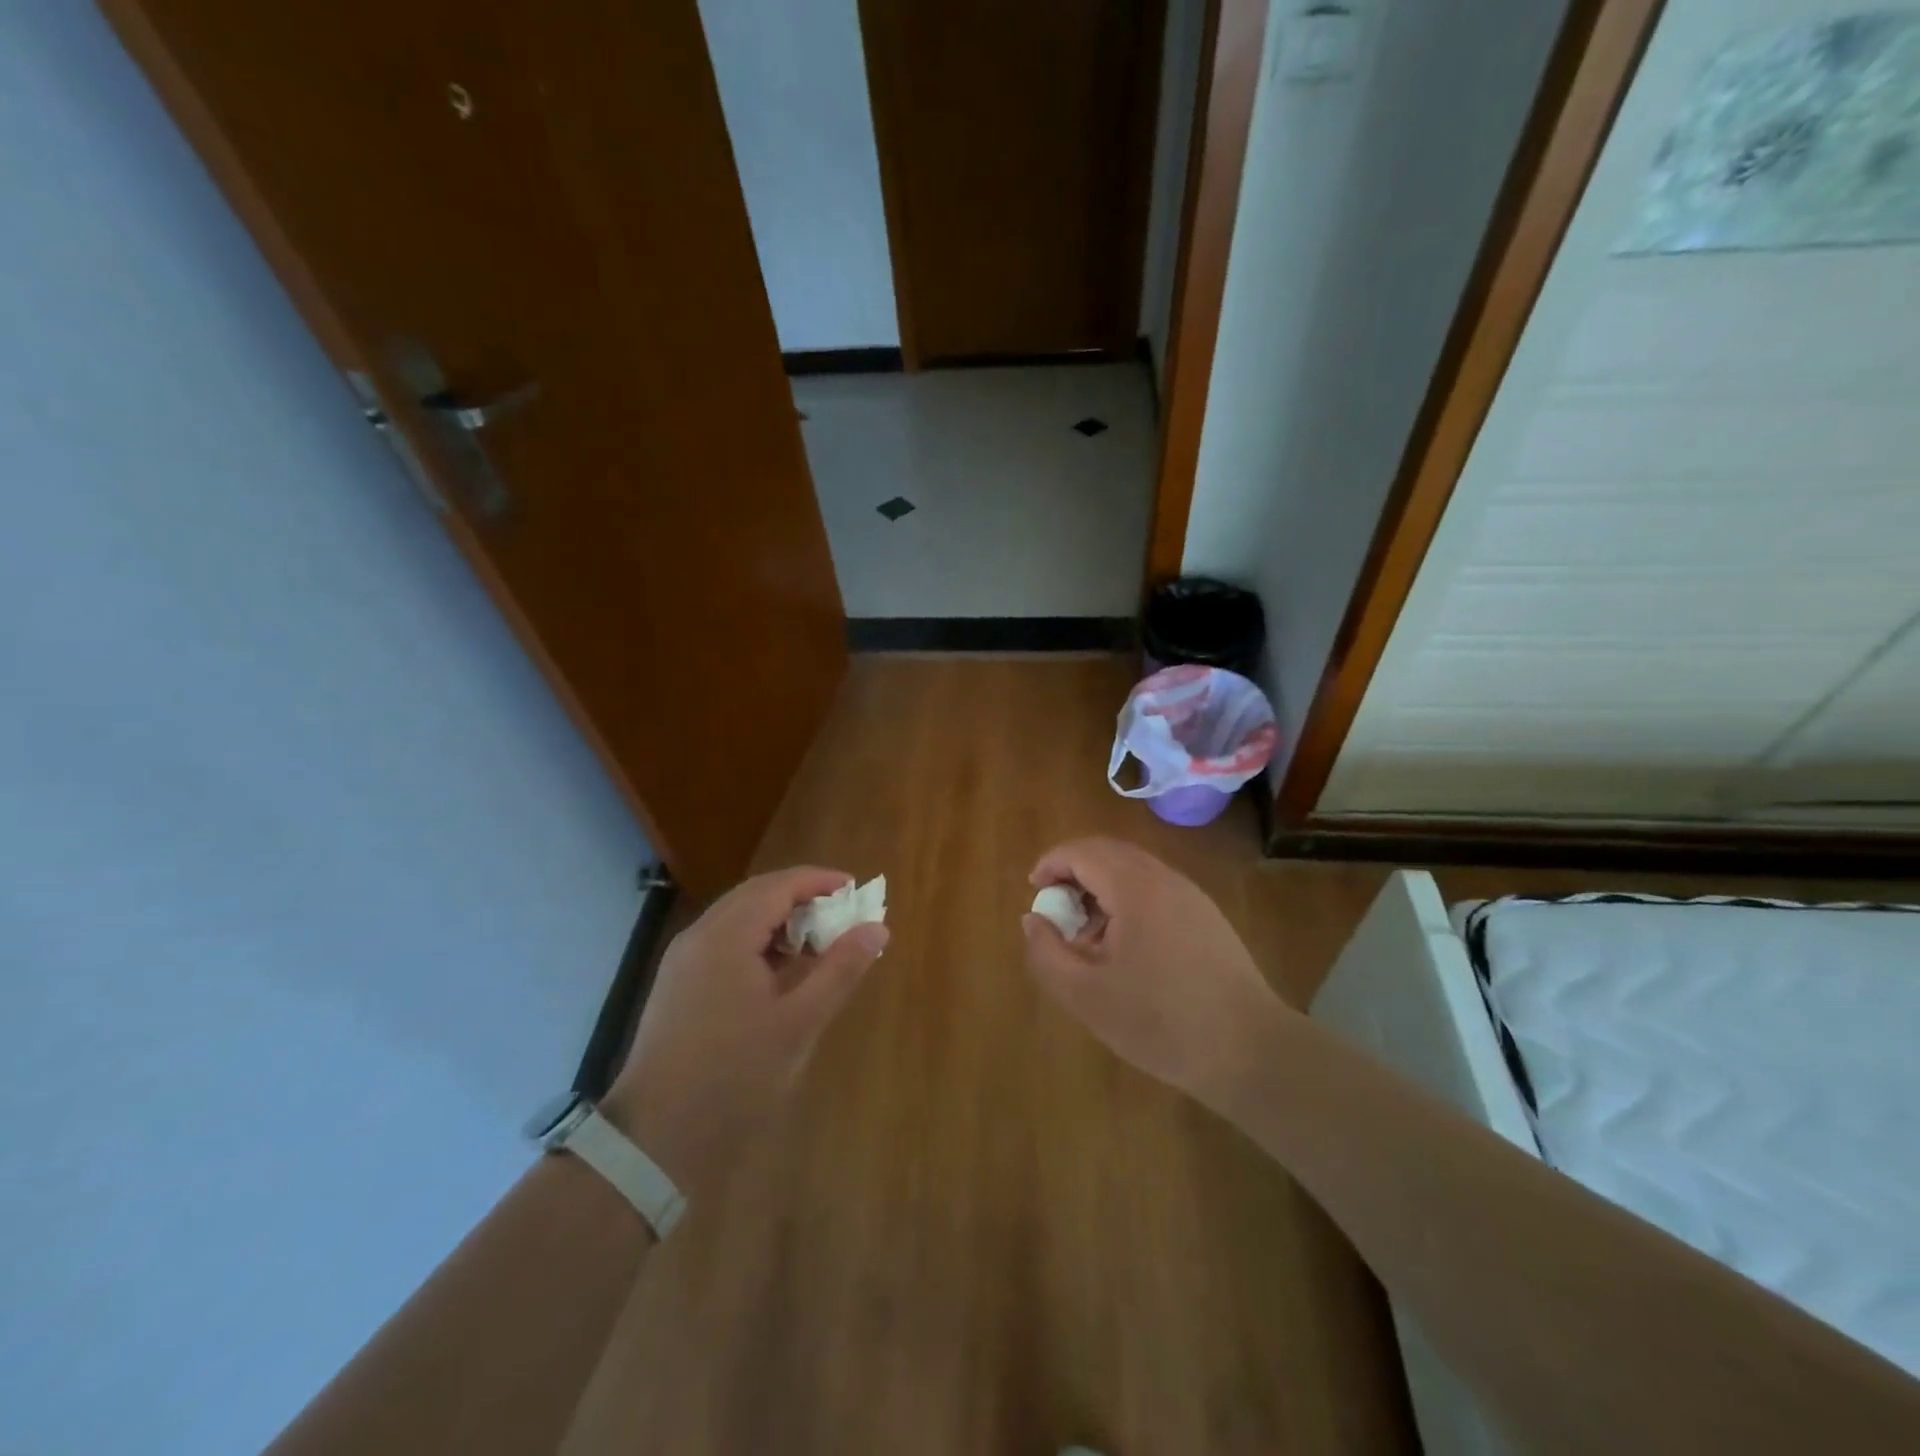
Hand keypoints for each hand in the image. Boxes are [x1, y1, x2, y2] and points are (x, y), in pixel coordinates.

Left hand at [604, 867, 888, 1194]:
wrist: (655, 1138)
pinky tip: (778, 973)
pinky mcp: (677, 985)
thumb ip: (840, 969)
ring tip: (815, 946)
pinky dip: (756, 942)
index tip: (855, 890)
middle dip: (800, 897)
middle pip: (756, 895)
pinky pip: (723, 942)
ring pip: (737, 918)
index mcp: (727, 936)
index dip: (819, 881)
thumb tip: (877, 928)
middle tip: (840, 915)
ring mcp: (683, 960)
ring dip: (778, 920)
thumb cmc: (735, 1075)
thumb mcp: (799, 1023)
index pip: (778, 886)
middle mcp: (700, 936)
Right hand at [1022, 838, 1286, 1109]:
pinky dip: (1128, 901)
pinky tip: (1126, 948)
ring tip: (1088, 936)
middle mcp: (1165, 879)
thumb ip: (1048, 952)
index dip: (1051, 863)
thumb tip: (1034, 919)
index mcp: (1134, 888)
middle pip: (1109, 853)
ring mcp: (1191, 896)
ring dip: (1102, 888)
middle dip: (1075, 872)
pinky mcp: (1207, 917)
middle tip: (1057, 910)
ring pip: (1134, 871)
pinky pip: (1156, 890)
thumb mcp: (1086, 996)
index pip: (1083, 852)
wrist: (1249, 1050)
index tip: (1034, 890)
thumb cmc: (1160, 1022)